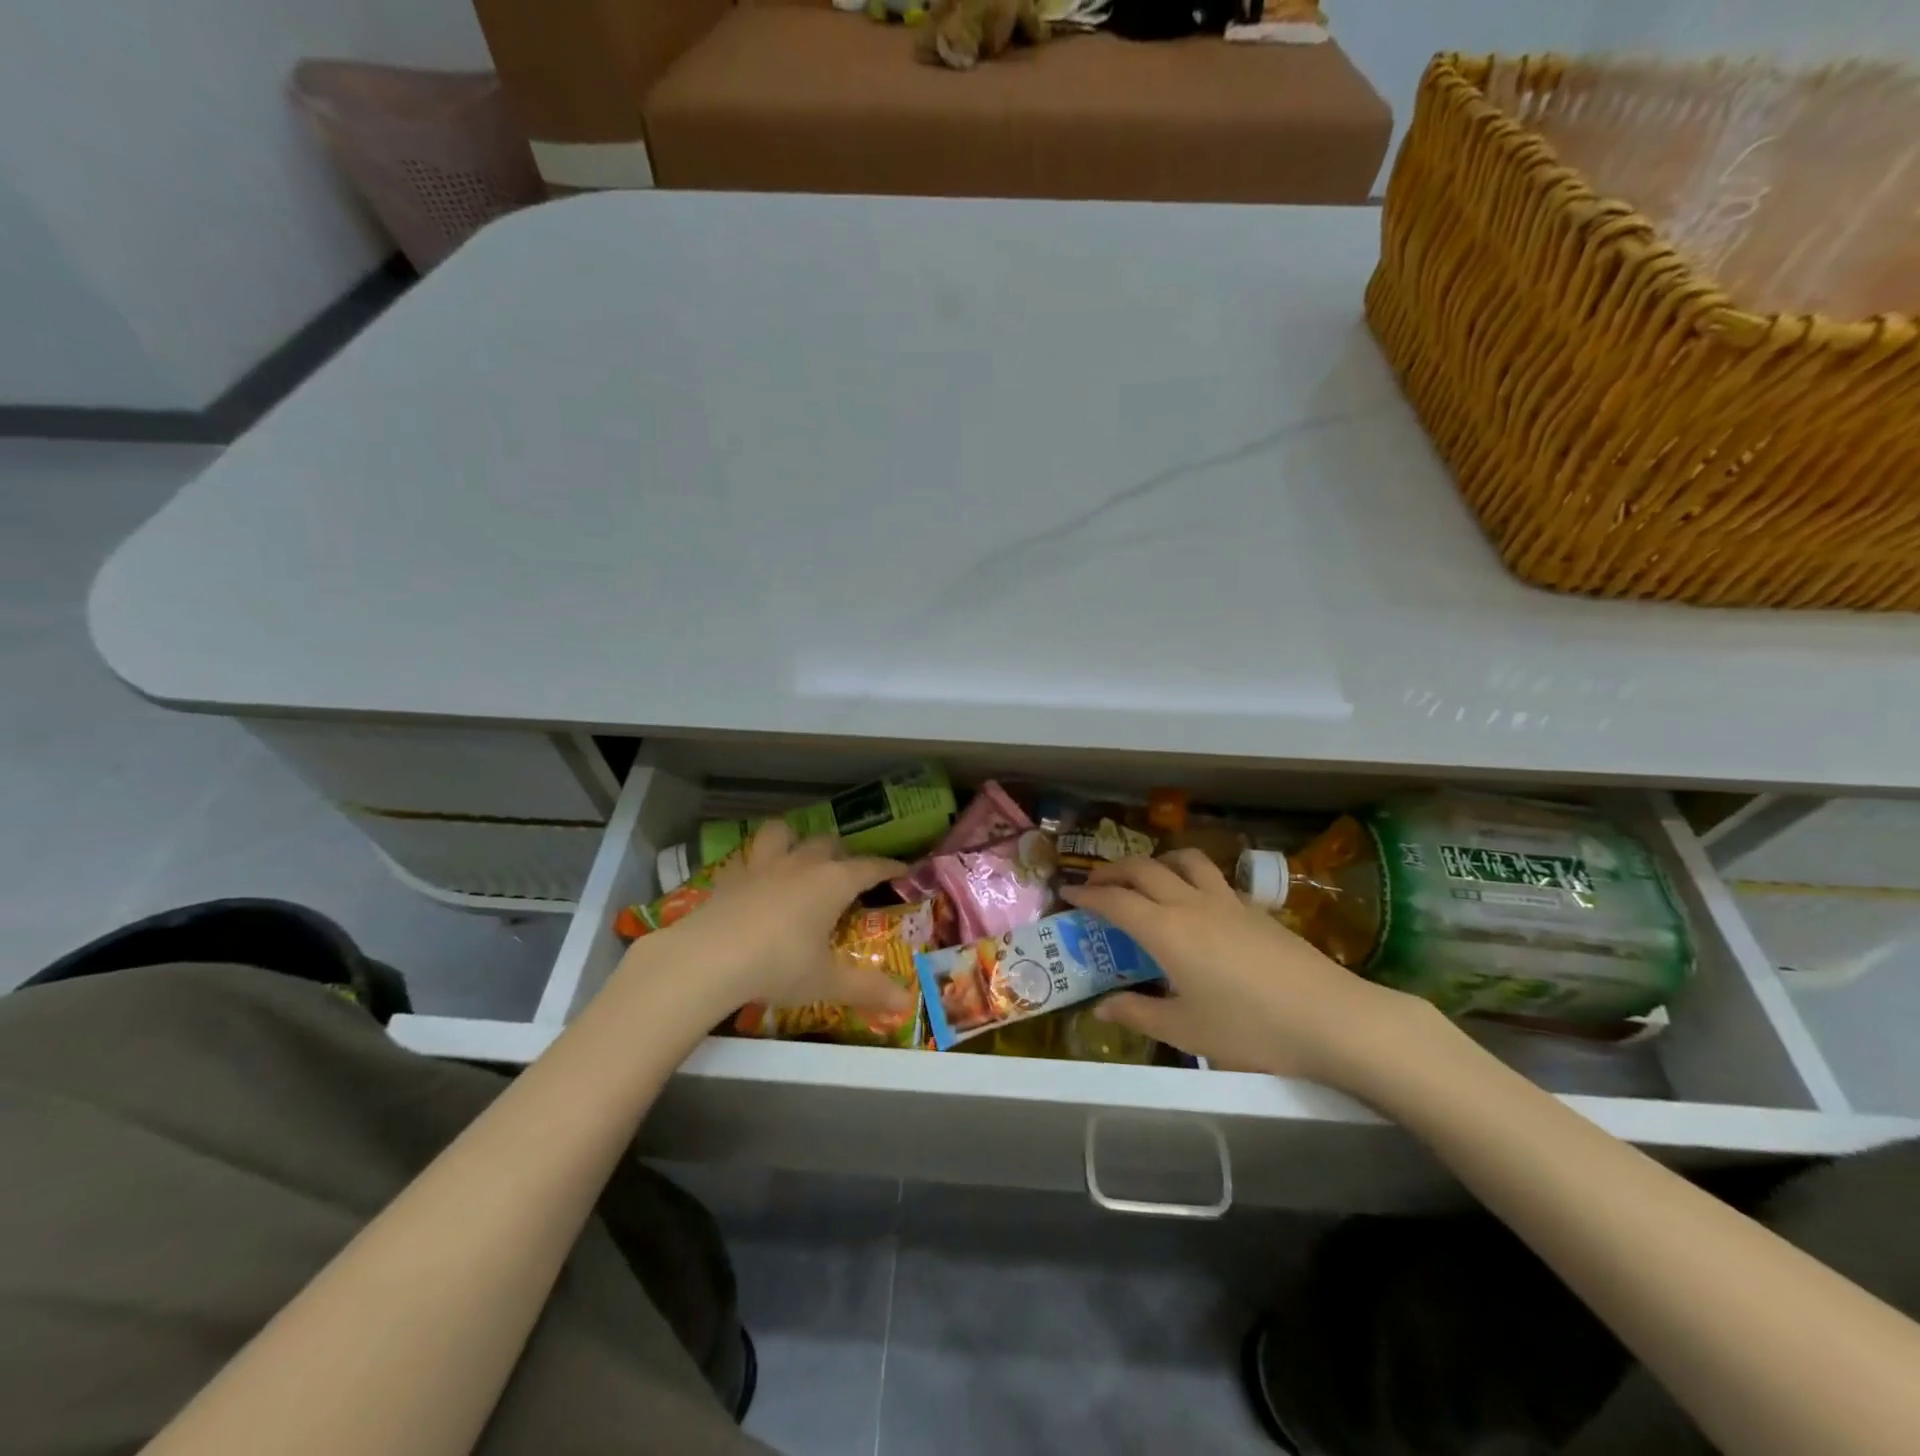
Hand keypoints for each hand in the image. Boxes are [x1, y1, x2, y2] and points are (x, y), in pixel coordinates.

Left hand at [629, 820, 913, 1024]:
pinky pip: (747, 856)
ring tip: (797, 854)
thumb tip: (906, 1004)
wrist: (709, 959)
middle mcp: (801, 864)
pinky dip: (755, 861)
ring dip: (794, 838)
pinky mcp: (730, 876)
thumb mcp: (826, 982)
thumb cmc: (779, 966)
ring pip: (782, 833)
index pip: (869, 867)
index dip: (888, 867)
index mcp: (832, 882)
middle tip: (848, 871)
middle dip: (842, 852)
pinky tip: (754, 879)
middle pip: (828, 843)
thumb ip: (867, 989)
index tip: (903, 869)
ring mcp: (762, 865)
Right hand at [1058, 849, 1448, 1090]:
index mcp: (1165, 930)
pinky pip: (1211, 877)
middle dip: (1112, 870)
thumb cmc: (1251, 1029)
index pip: (1115, 900)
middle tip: (1095, 882)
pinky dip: (1189, 876)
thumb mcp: (1186, 1031)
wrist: (1331, 1017)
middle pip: (1143, 869)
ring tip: (1144, 879)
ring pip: (1182, 860)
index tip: (1068, 894)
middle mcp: (1190, 904)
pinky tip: (1194, 901)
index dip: (1088, 894)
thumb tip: (1101, 1008)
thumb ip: (1138, 1014)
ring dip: (1155, 862)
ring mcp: (1226, 901)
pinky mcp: (1254, 908)